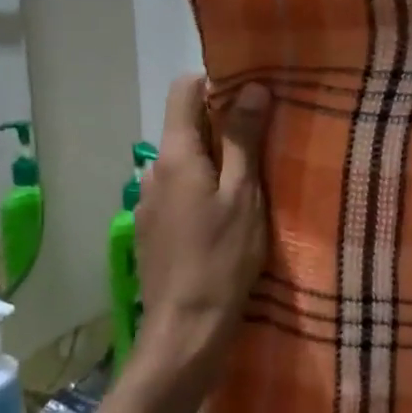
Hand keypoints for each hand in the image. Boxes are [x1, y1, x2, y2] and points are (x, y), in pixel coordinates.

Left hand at [133, 75, 269, 384]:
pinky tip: (224, 217)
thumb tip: (253, 88)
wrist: (186, 329)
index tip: (252, 96)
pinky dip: (200, 189)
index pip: (184, 88)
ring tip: (248, 183)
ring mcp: (148, 200)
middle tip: (264, 141)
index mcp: (175, 154)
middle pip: (185, 125)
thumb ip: (245, 139)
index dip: (216, 82)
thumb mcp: (244, 195)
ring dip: (212, 160)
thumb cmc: (223, 257)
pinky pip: (178, 190)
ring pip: (183, 161)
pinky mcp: (151, 228)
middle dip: (222, 124)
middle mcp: (153, 169)